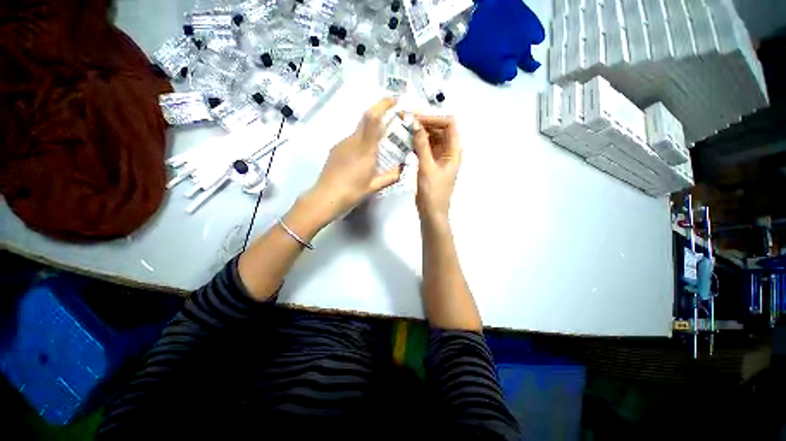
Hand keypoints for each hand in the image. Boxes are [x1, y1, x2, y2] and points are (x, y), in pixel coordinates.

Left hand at [308, 98, 401, 220]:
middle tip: (391, 121)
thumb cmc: (352, 192)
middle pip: (366, 119)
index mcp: (365, 149)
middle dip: (379, 114)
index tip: (394, 100)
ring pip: (359, 131)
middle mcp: (353, 141)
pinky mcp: (335, 149)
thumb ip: (391, 176)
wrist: (325, 197)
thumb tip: (402, 169)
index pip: (373, 119)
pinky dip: (360, 142)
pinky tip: (361, 157)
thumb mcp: (374, 186)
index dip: (383, 105)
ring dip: (370, 132)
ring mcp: (342, 144)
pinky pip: (351, 140)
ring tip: (377, 147)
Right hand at [412, 115, 461, 223]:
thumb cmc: (433, 192)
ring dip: (419, 133)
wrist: (432, 211)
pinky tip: (406, 141)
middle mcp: (448, 151)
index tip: (416, 119)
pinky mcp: (431, 163)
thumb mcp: (427, 167)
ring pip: (431, 138)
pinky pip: (425, 148)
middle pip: (439, 129)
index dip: (434, 118)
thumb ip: (422, 145)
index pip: (449, 124)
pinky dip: (417, 143)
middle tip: (406, 121)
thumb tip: (416, 124)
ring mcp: (439, 157)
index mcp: (453, 150)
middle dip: (424, 123)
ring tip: (404, 129)